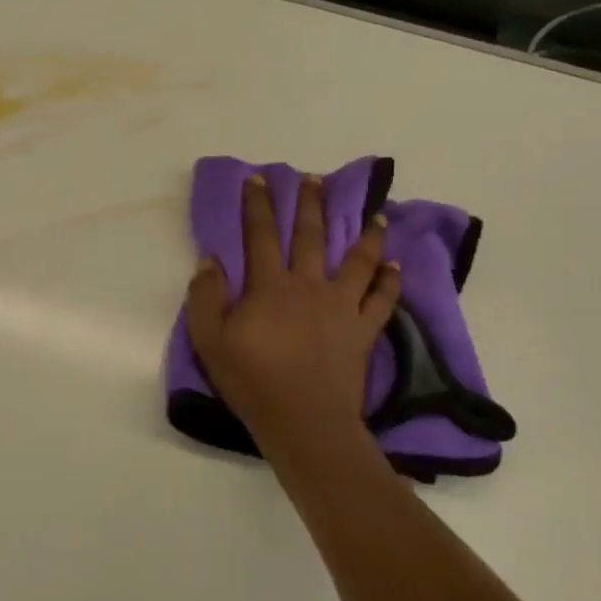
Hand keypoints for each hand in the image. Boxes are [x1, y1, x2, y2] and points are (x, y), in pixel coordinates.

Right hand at [186, 175, 400, 466]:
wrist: (303, 421)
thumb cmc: (252, 381)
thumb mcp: (209, 341)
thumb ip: (205, 297)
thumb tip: (210, 260)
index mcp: (269, 286)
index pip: (260, 235)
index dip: (257, 205)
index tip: (258, 179)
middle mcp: (308, 286)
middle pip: (311, 236)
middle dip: (311, 204)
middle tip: (315, 179)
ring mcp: (341, 307)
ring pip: (358, 261)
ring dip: (366, 235)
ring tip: (376, 214)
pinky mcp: (363, 331)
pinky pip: (382, 300)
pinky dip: (390, 281)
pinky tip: (395, 265)